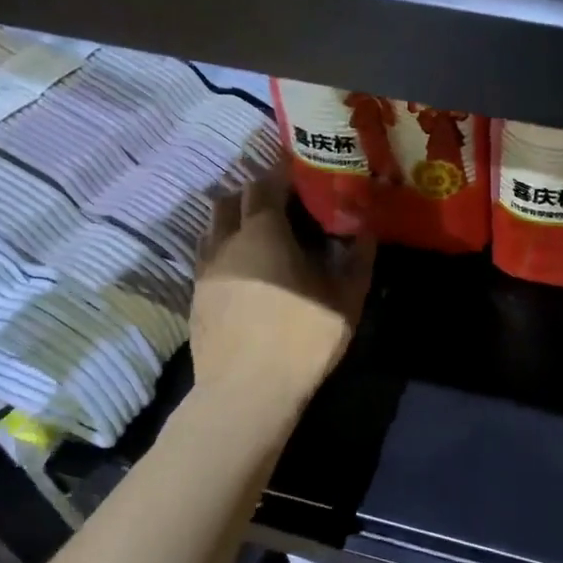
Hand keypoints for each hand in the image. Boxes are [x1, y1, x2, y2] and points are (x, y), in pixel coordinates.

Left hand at [188, 168, 374, 405]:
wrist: (247, 390)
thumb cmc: (302, 337)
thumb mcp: (346, 298)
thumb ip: (358, 258)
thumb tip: (367, 230)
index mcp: (263, 230)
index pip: (267, 183)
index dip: (284, 172)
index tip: (304, 172)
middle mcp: (226, 239)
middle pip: (234, 196)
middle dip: (258, 191)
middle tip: (287, 202)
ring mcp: (205, 267)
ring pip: (214, 223)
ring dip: (236, 216)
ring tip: (263, 230)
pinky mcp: (196, 294)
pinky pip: (207, 252)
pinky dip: (225, 244)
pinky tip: (246, 264)